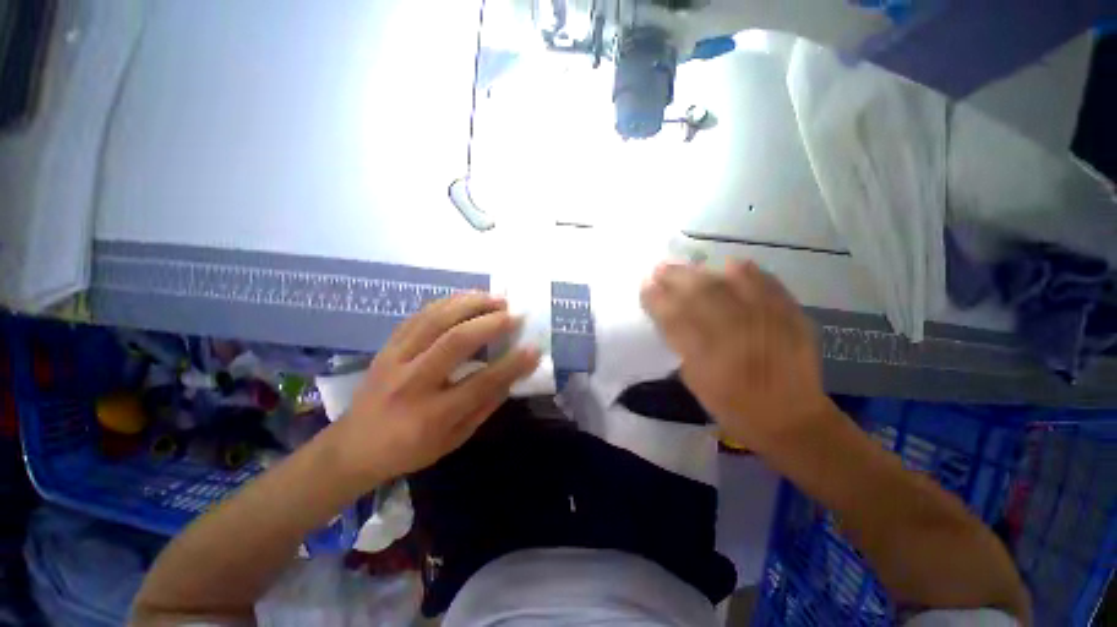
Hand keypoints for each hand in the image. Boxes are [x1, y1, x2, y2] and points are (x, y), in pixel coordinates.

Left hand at [328, 293, 540, 485]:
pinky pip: (419, 316)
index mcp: (432, 415)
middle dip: (490, 323)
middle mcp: (412, 382)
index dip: (512, 365)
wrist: (353, 446)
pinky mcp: (387, 346)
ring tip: (495, 298)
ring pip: (435, 321)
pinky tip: (466, 298)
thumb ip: (484, 407)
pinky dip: (446, 303)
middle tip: (514, 315)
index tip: (534, 349)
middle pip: (455, 342)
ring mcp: (395, 359)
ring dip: (469, 304)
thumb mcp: (453, 439)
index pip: (481, 383)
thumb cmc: (409, 449)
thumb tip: (511, 376)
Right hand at [640, 260, 831, 451]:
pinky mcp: (791, 315)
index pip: (673, 317)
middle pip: (699, 293)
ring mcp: (766, 321)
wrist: (792, 419)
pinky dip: (746, 272)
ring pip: (728, 283)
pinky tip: (730, 266)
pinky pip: (765, 283)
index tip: (645, 286)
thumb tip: (669, 316)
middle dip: (675, 277)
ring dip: (703, 271)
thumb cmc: (734, 408)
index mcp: (707, 357)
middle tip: (660, 269)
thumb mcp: (695, 382)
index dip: (656, 299)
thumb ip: (682, 346)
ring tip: (688, 267)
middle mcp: (735, 334)